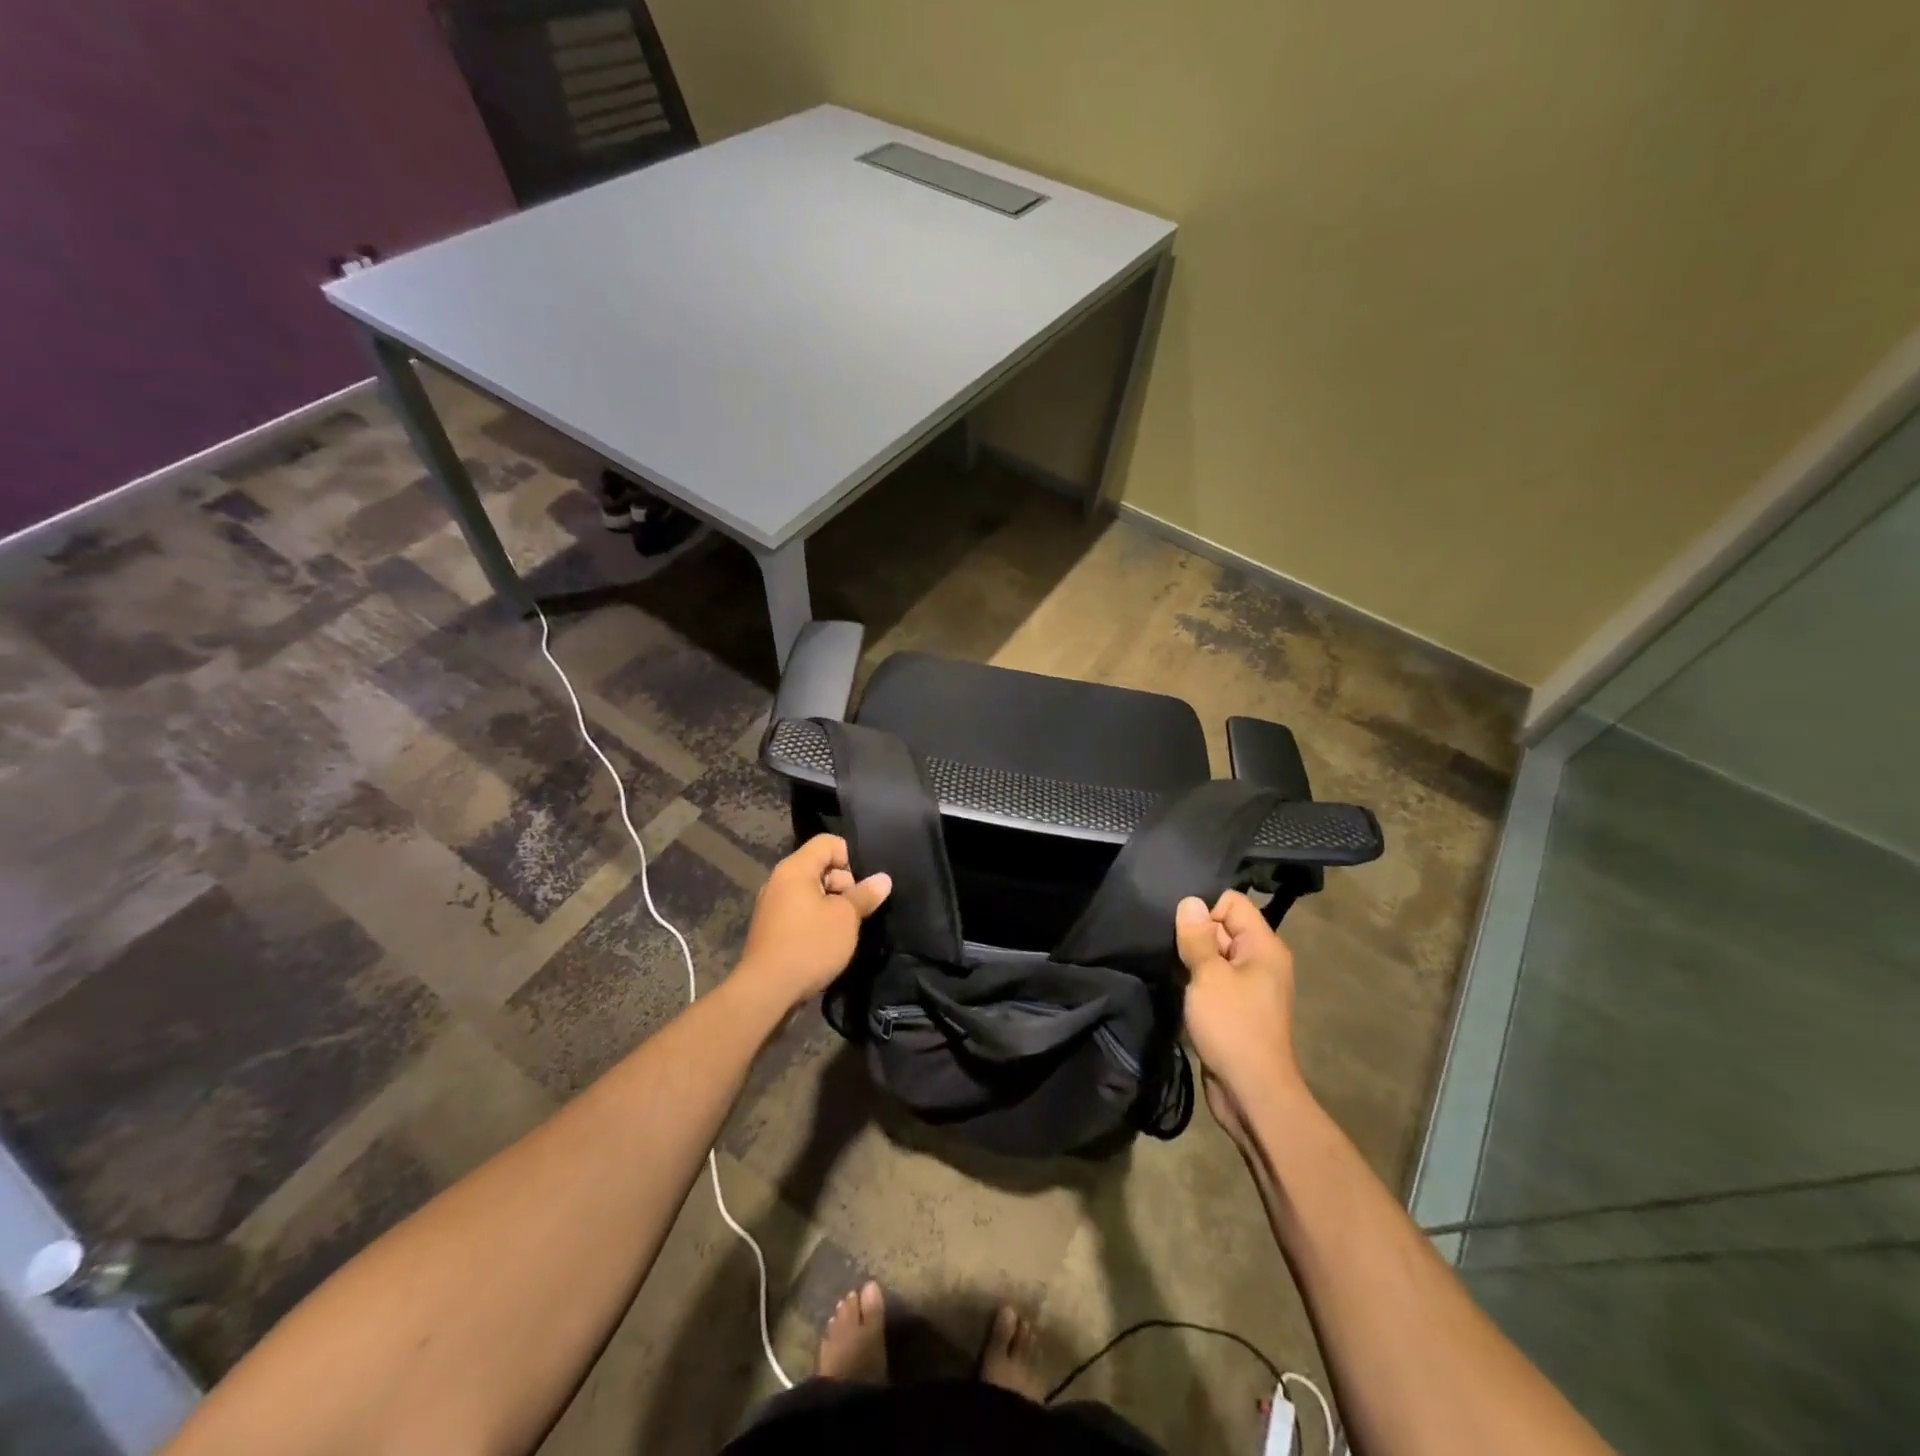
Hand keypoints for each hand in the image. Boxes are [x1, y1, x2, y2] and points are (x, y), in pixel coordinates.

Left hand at [737, 835, 890, 1011]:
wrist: (767, 991)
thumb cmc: (810, 945)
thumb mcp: (846, 918)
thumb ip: (865, 895)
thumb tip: (883, 879)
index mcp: (795, 868)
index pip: (828, 843)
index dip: (850, 858)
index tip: (861, 887)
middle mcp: (780, 880)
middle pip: (820, 867)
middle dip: (844, 885)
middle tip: (855, 912)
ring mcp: (773, 905)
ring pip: (812, 892)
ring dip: (832, 906)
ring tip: (845, 930)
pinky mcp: (771, 928)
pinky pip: (801, 911)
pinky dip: (817, 920)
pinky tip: (827, 942)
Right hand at [1176, 891, 1302, 1142]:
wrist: (1252, 1093)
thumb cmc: (1233, 1027)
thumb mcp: (1209, 976)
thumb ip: (1197, 937)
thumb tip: (1190, 901)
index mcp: (1264, 946)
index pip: (1232, 902)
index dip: (1204, 910)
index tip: (1181, 930)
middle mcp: (1261, 961)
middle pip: (1222, 927)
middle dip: (1194, 934)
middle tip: (1169, 948)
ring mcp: (1249, 986)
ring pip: (1214, 955)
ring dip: (1191, 960)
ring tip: (1170, 968)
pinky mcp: (1236, 1008)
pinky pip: (1213, 980)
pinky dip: (1196, 982)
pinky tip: (1177, 988)